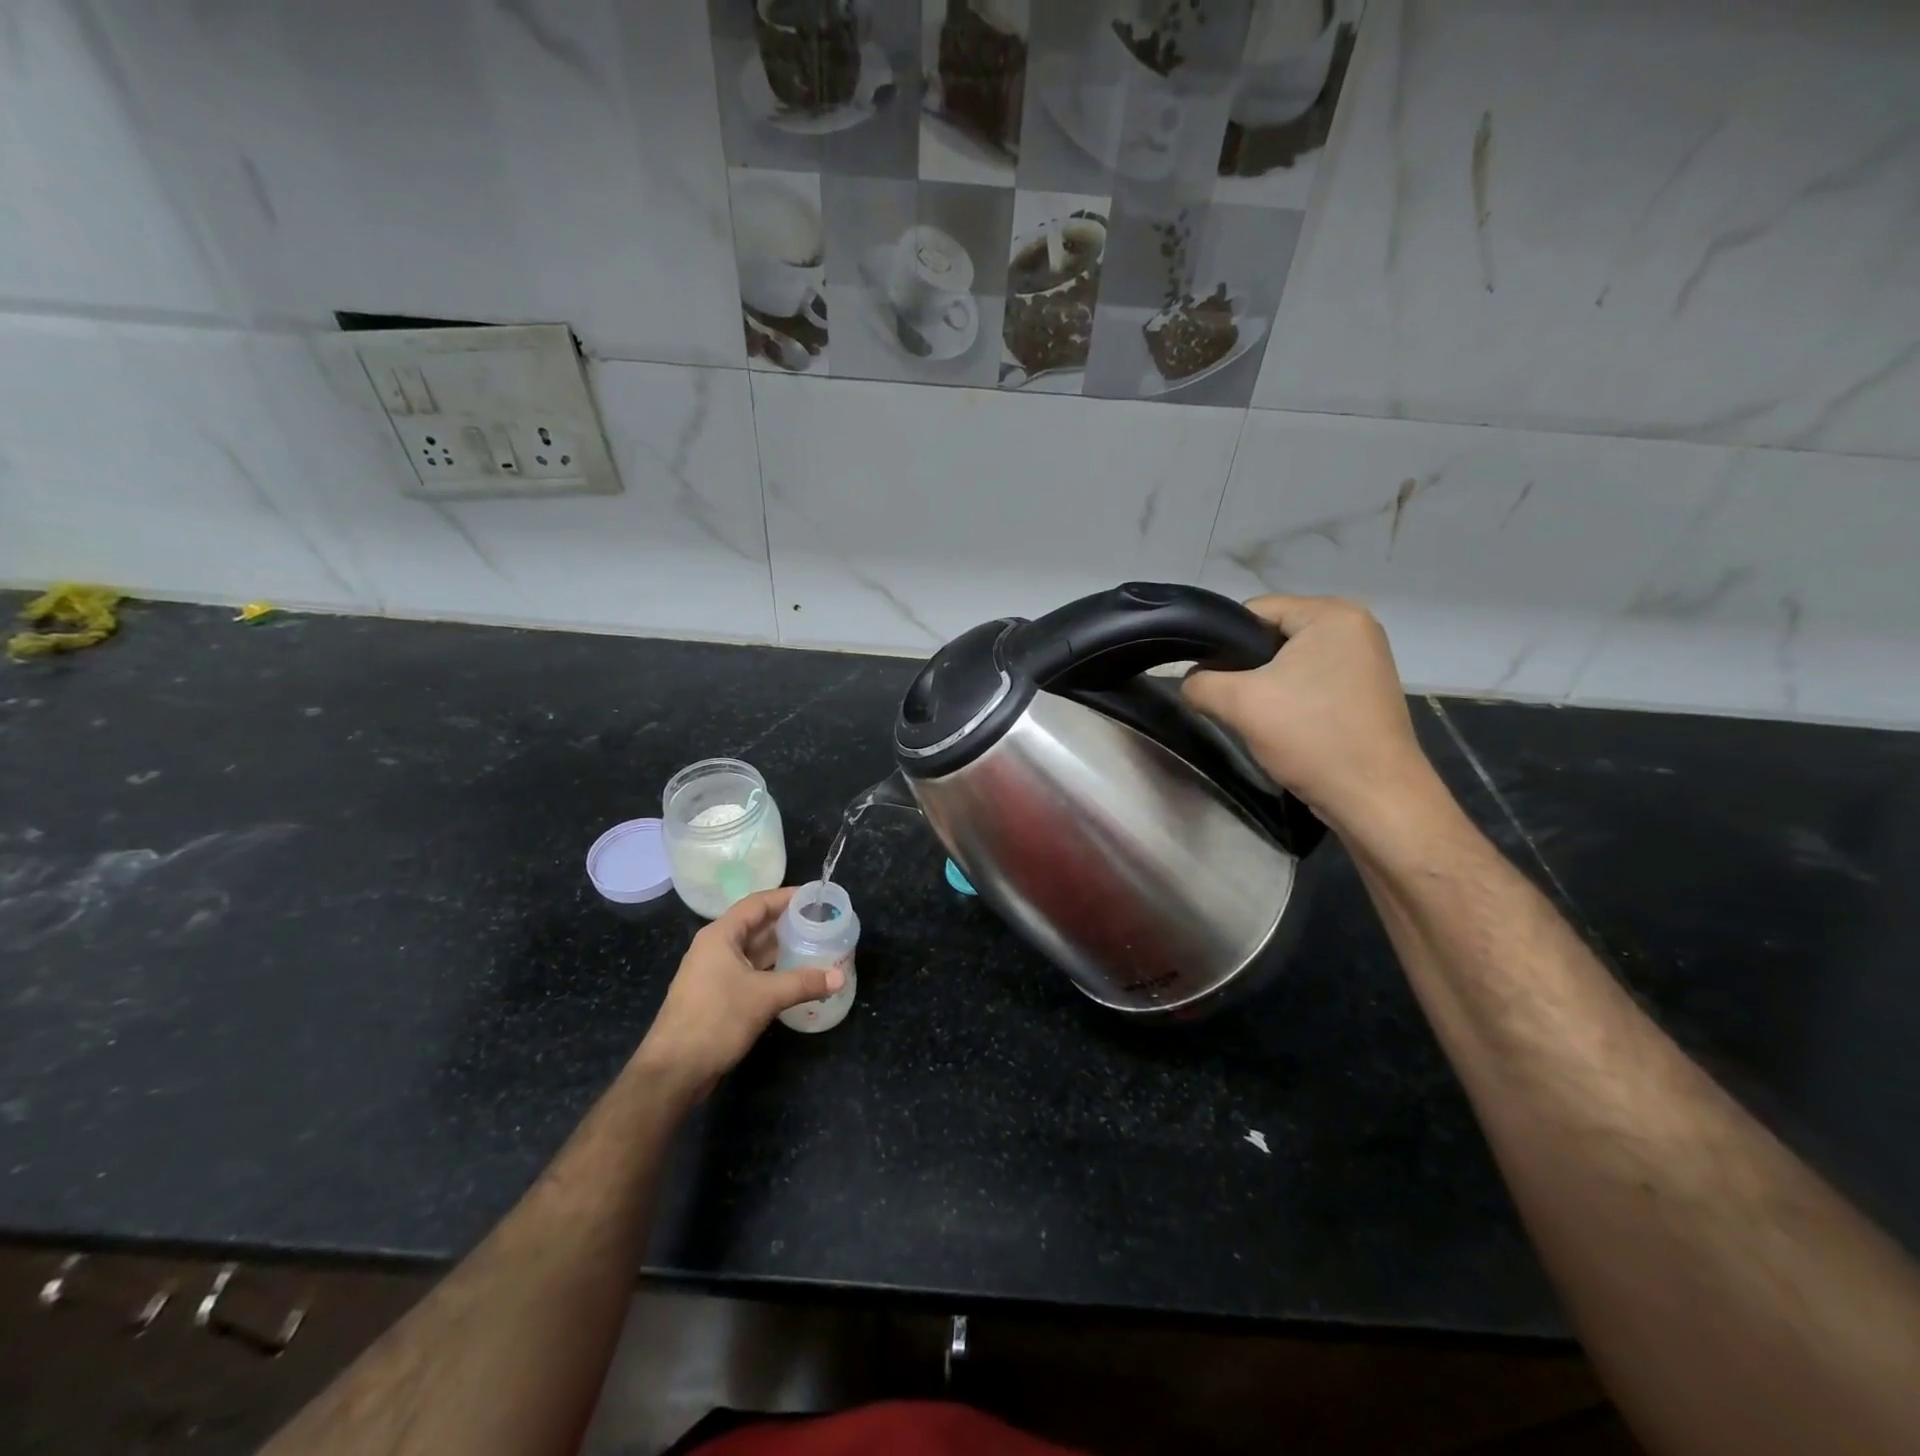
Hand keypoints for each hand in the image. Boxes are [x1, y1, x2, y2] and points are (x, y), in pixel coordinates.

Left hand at [633, 887, 844, 1099]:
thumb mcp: (764, 997)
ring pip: (754, 951)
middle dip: (788, 923)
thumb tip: (840, 976)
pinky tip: (797, 976)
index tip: (815, 897)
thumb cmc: (715, 1020)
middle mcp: (716, 948)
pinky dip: (774, 971)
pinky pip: (751, 972)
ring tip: (816, 945)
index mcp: (720, 936)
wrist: (673, 1071)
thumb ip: (804, 983)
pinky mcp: (719, 996)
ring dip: (782, 948)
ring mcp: (715, 973)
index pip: (757, 903)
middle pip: (757, 925)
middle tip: (822, 922)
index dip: (787, 897)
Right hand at [1182, 595, 1436, 834]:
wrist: (1375, 798)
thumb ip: (1200, 683)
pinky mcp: (1366, 691)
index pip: (1255, 610)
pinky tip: (1284, 726)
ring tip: (1256, 716)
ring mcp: (1366, 660)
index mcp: (1332, 614)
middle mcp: (1356, 626)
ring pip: (1291, 662)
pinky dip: (1291, 699)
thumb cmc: (1312, 737)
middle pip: (1273, 635)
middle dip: (1246, 667)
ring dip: (1267, 686)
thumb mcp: (1240, 704)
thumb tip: (1191, 681)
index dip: (1223, 641)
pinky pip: (1312, 681)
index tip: (1210, 677)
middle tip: (1232, 701)